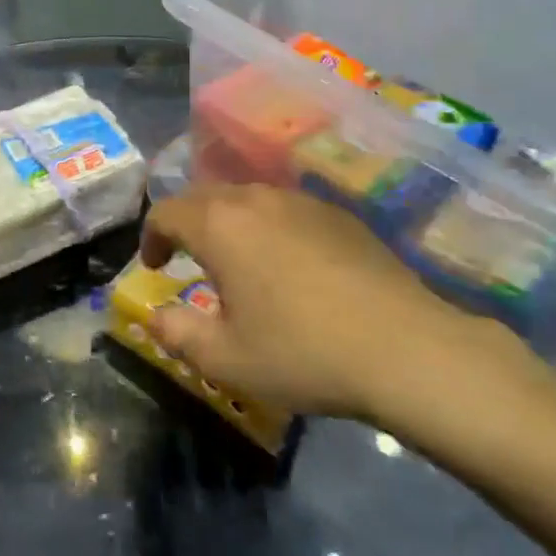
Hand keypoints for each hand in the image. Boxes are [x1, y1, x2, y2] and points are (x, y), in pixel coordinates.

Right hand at [141, 184, 519, 426]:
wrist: (404, 347)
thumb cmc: (302, 352)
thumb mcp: (226, 358)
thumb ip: (176, 333)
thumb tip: (155, 316)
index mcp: (220, 224)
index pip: (166, 212)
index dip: (151, 237)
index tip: (155, 267)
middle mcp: (256, 199)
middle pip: (205, 197)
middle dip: (188, 225)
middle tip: (189, 262)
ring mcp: (301, 201)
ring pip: (247, 200)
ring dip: (230, 224)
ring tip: (239, 263)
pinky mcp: (338, 214)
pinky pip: (286, 210)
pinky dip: (269, 228)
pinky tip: (289, 266)